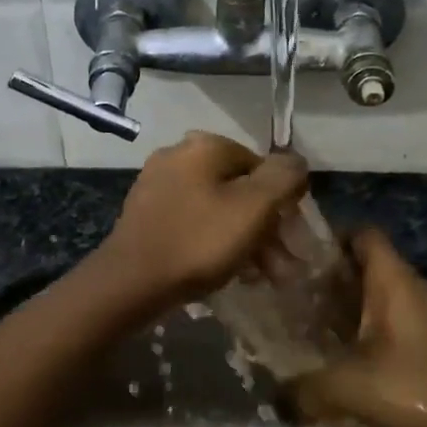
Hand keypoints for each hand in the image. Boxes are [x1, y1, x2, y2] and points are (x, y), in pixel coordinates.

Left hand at [95, 132, 309, 303]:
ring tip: (262, 278)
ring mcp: (158, 184)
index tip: (294, 240)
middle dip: (266, 228)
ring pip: (218, 209)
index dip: (284, 203)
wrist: (130, 281)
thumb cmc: (199, 240)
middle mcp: (179, 155)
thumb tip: (297, 162)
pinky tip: (229, 272)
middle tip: (283, 268)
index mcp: (205, 146)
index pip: (262, 166)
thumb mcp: (254, 208)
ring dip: (246, 240)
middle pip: (239, 189)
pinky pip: (194, 222)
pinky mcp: (146, 213)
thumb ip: (283, 178)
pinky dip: (215, 243)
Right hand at [289, 228, 426, 426]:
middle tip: (296, 295)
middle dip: (332, 277)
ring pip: (382, 293)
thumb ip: (302, 389)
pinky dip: (370, 326)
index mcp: (394, 280)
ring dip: (351, 304)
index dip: (331, 238)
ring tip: (314, 324)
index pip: (363, 234)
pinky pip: (396, 316)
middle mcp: (414, 286)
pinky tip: (347, 353)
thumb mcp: (345, 387)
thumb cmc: (409, 388)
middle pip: (368, 264)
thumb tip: (274, 398)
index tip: (300, 258)